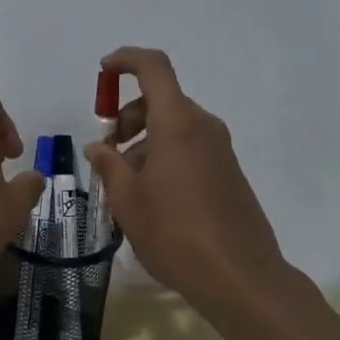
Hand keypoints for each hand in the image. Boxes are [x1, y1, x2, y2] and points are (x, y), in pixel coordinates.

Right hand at [85, 47, 287, 307]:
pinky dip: (164, 156)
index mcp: (177, 123)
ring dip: (143, 142)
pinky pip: (189, 147)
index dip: (125, 60)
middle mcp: (202, 127)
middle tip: (107, 153)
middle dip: (127, 117)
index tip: (102, 72)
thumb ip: (108, 165)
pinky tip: (150, 198)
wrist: (242, 279)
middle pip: (160, 100)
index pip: (153, 67)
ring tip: (124, 186)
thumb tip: (97, 146)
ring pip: (173, 127)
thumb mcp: (128, 201)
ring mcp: (220, 150)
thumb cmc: (176, 234)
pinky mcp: (228, 172)